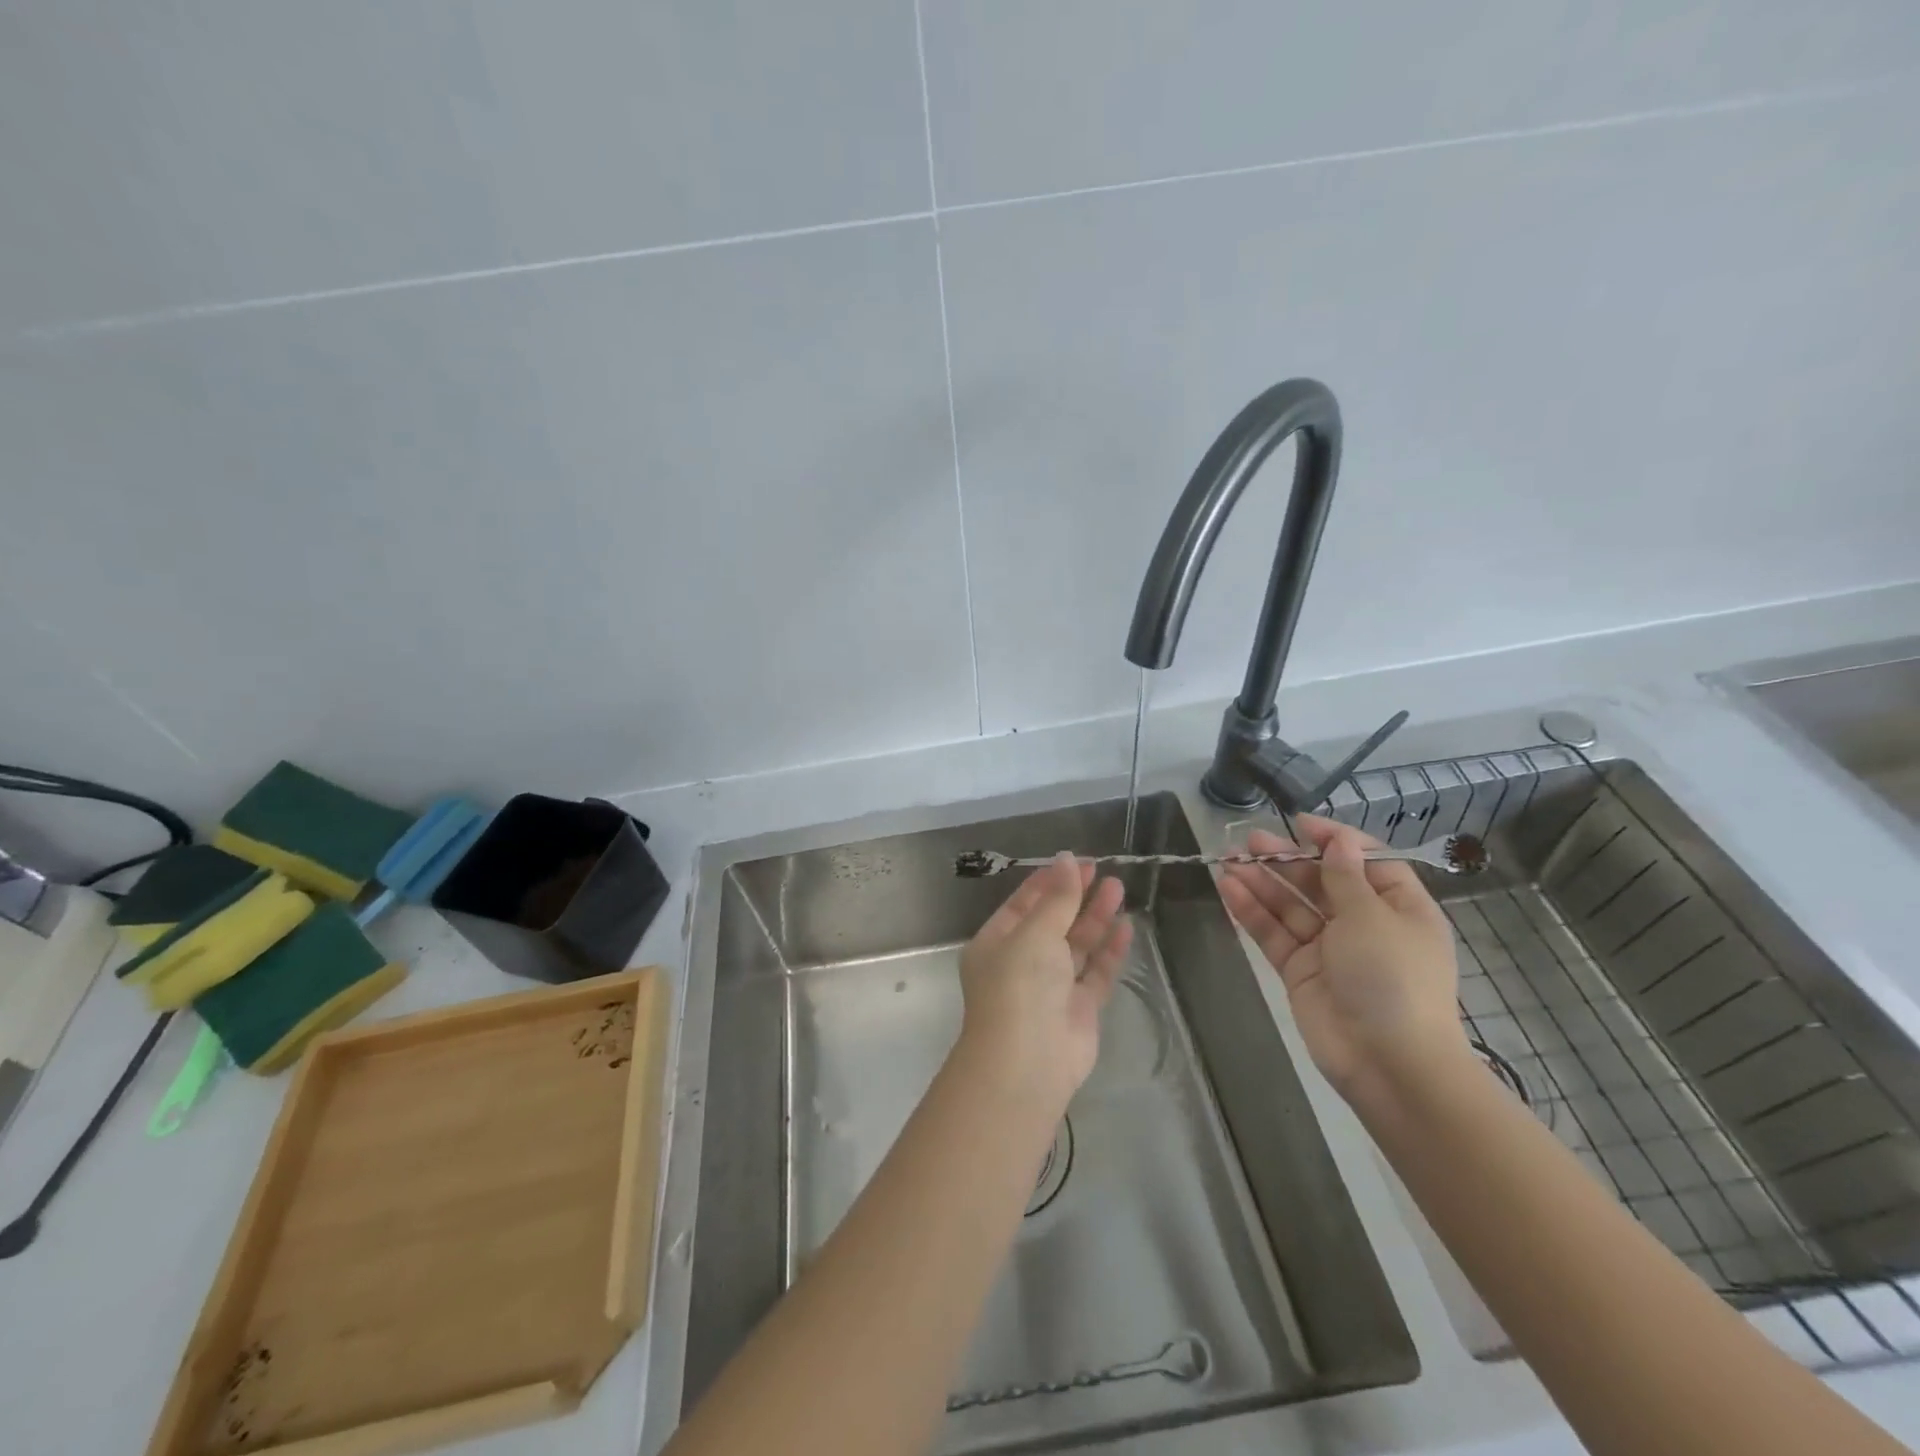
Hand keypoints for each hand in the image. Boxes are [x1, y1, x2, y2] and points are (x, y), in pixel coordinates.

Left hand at [957, 853, 1133, 1110]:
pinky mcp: (1079, 1009)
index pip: (1022, 904)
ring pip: (1076, 945)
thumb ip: (1057, 898)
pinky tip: (1126, 927)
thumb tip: (1067, 859)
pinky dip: (1109, 951)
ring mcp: (1051, 987)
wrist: (1028, 1062)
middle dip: (1075, 896)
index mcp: (997, 943)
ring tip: (1118, 888)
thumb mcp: (1035, 933)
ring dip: (1095, 918)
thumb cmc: (1020, 986)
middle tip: (1101, 871)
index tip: (1075, 861)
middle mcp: (1022, 963)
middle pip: (1052, 922)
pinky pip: (1096, 972)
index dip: (1048, 882)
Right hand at [1217, 815, 1467, 1103]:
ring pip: (1291, 906)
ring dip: (1262, 882)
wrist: (1388, 1062)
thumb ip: (1345, 877)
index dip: (1334, 840)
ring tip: (1229, 860)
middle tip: (1250, 841)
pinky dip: (1252, 912)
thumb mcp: (1373, 917)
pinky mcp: (1301, 971)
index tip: (1299, 824)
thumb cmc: (1392, 978)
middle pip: (1321, 882)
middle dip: (1287, 860)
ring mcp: (1330, 949)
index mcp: (1399, 908)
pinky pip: (1274, 933)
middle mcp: (1365, 924)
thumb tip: (1338, 841)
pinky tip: (1229, 889)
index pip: (1366, 862)